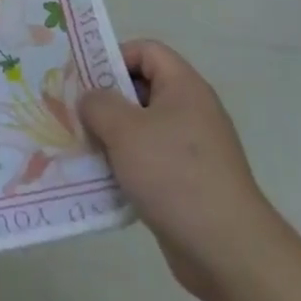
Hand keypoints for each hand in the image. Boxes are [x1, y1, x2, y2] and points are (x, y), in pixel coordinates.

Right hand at [79, 39, 288, 300]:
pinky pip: (147, 161)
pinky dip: (123, 165)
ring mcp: (190, 149)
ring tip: (79, 147)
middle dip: (105, 100)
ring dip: (110, 136)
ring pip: (140, 128)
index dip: (114, 57)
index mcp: (184, 88)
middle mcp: (190, 112)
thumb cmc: (174, 175)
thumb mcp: (125, 130)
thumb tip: (90, 99)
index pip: (147, 51)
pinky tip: (100, 179)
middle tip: (73, 113)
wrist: (227, 250)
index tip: (83, 79)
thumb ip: (99, 104)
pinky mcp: (186, 182)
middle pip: (141, 88)